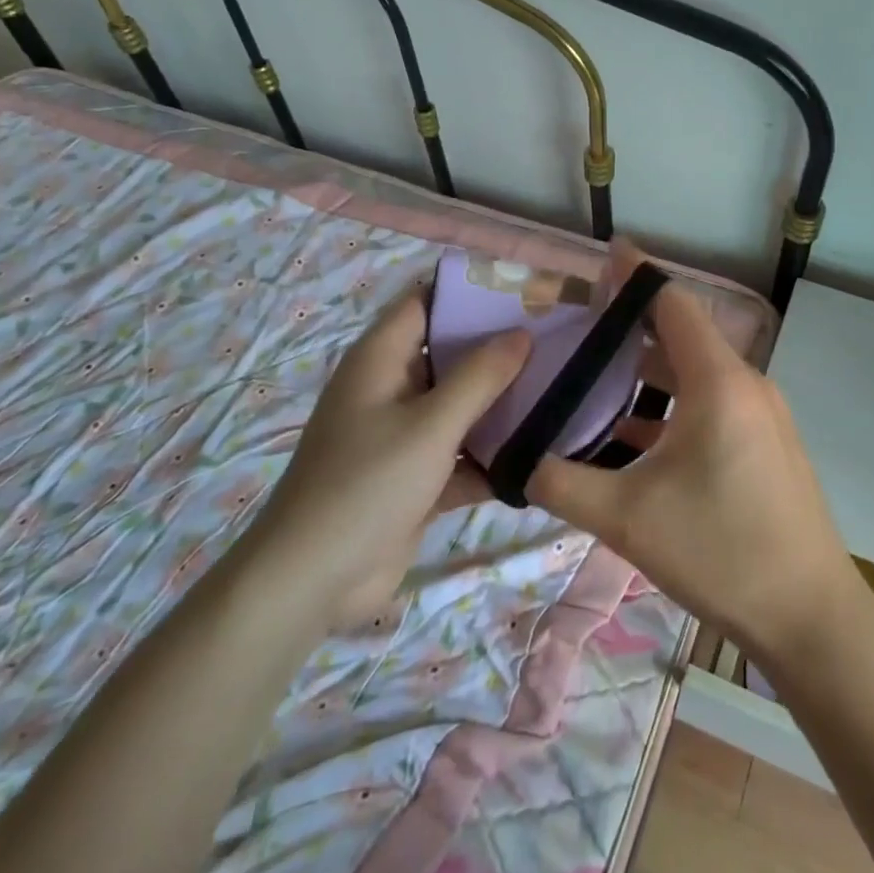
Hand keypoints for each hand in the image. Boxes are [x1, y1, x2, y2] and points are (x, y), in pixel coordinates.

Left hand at [241, 293, 530, 627]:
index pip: (425, 303)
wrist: (314, 580)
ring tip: (559, 387)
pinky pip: (461, 452)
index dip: (468, 292)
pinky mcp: (416, 477)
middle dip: (497, 348)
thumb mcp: (431, 424)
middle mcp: (392, 389)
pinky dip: (491, 454)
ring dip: (500, 403)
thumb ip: (480, 377)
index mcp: (382, 359)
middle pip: (450, 353)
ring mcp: (403, 435)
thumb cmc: (368, 483)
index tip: (522, 292)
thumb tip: (521, 334)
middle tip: (555, 339)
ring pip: (460, 405)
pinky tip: (541, 453)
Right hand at [527, 243, 866, 667]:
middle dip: (631, 325)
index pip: (672, 303)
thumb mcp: (627, 517)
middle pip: (681, 335)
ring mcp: (762, 414)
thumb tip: (513, 460)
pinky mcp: (766, 443)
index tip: (602, 255)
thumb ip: (561, 482)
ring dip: (649, 370)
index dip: (635, 276)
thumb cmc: (720, 553)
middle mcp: (745, 384)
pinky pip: (711, 403)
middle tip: (579, 324)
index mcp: (718, 382)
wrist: (811, 616)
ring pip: (695, 373)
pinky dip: (671, 404)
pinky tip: (633, 434)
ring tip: (596, 374)